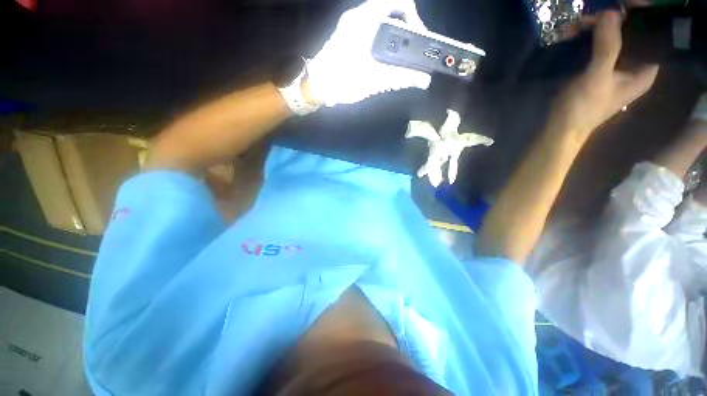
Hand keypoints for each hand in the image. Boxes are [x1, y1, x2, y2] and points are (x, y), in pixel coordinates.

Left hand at [307, 0, 431, 106]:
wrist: (316, 87)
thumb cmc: (343, 81)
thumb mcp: (374, 80)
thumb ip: (401, 78)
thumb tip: (423, 80)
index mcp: (365, 19)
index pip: (399, 2)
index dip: (414, 17)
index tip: (418, 39)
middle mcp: (358, 17)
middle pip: (391, 10)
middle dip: (406, 28)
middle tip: (411, 50)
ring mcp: (351, 26)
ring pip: (381, 21)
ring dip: (394, 36)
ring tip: (400, 57)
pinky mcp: (347, 37)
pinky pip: (371, 30)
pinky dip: (383, 41)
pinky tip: (384, 59)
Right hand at [549, 12, 658, 139]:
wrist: (559, 127)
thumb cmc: (583, 107)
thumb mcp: (597, 76)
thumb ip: (607, 46)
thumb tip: (611, 12)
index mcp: (643, 71)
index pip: (649, 36)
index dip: (639, 19)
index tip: (622, 6)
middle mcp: (632, 67)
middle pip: (629, 35)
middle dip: (612, 23)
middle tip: (591, 17)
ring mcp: (613, 68)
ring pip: (611, 39)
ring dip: (596, 29)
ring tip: (578, 26)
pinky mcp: (595, 70)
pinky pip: (596, 47)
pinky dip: (587, 39)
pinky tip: (574, 35)